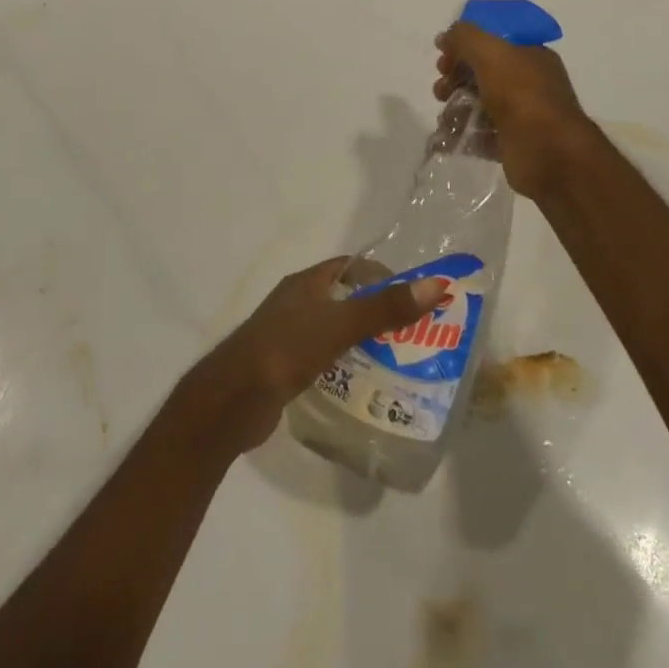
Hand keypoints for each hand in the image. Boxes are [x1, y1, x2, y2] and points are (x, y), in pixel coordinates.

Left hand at [195, 258, 448, 452]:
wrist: (232, 400)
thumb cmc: (285, 350)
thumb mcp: (339, 325)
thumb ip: (385, 307)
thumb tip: (436, 285)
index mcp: (305, 284)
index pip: (349, 266)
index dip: (381, 275)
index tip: (413, 296)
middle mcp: (296, 304)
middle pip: (344, 299)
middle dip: (378, 312)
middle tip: (415, 333)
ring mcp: (288, 336)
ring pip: (335, 331)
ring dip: (363, 341)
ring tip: (400, 361)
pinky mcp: (285, 368)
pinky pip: (324, 359)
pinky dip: (345, 365)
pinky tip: (365, 384)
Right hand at [435, 21, 594, 199]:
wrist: (548, 151)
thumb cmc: (521, 94)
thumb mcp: (490, 52)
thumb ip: (464, 37)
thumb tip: (445, 38)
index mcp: (530, 55)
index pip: (492, 43)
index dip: (464, 48)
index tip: (443, 59)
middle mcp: (529, 83)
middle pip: (482, 75)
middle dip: (455, 80)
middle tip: (441, 91)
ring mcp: (521, 114)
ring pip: (478, 106)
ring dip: (455, 109)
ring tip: (446, 120)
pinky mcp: (512, 143)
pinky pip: (481, 135)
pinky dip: (463, 135)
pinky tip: (449, 140)